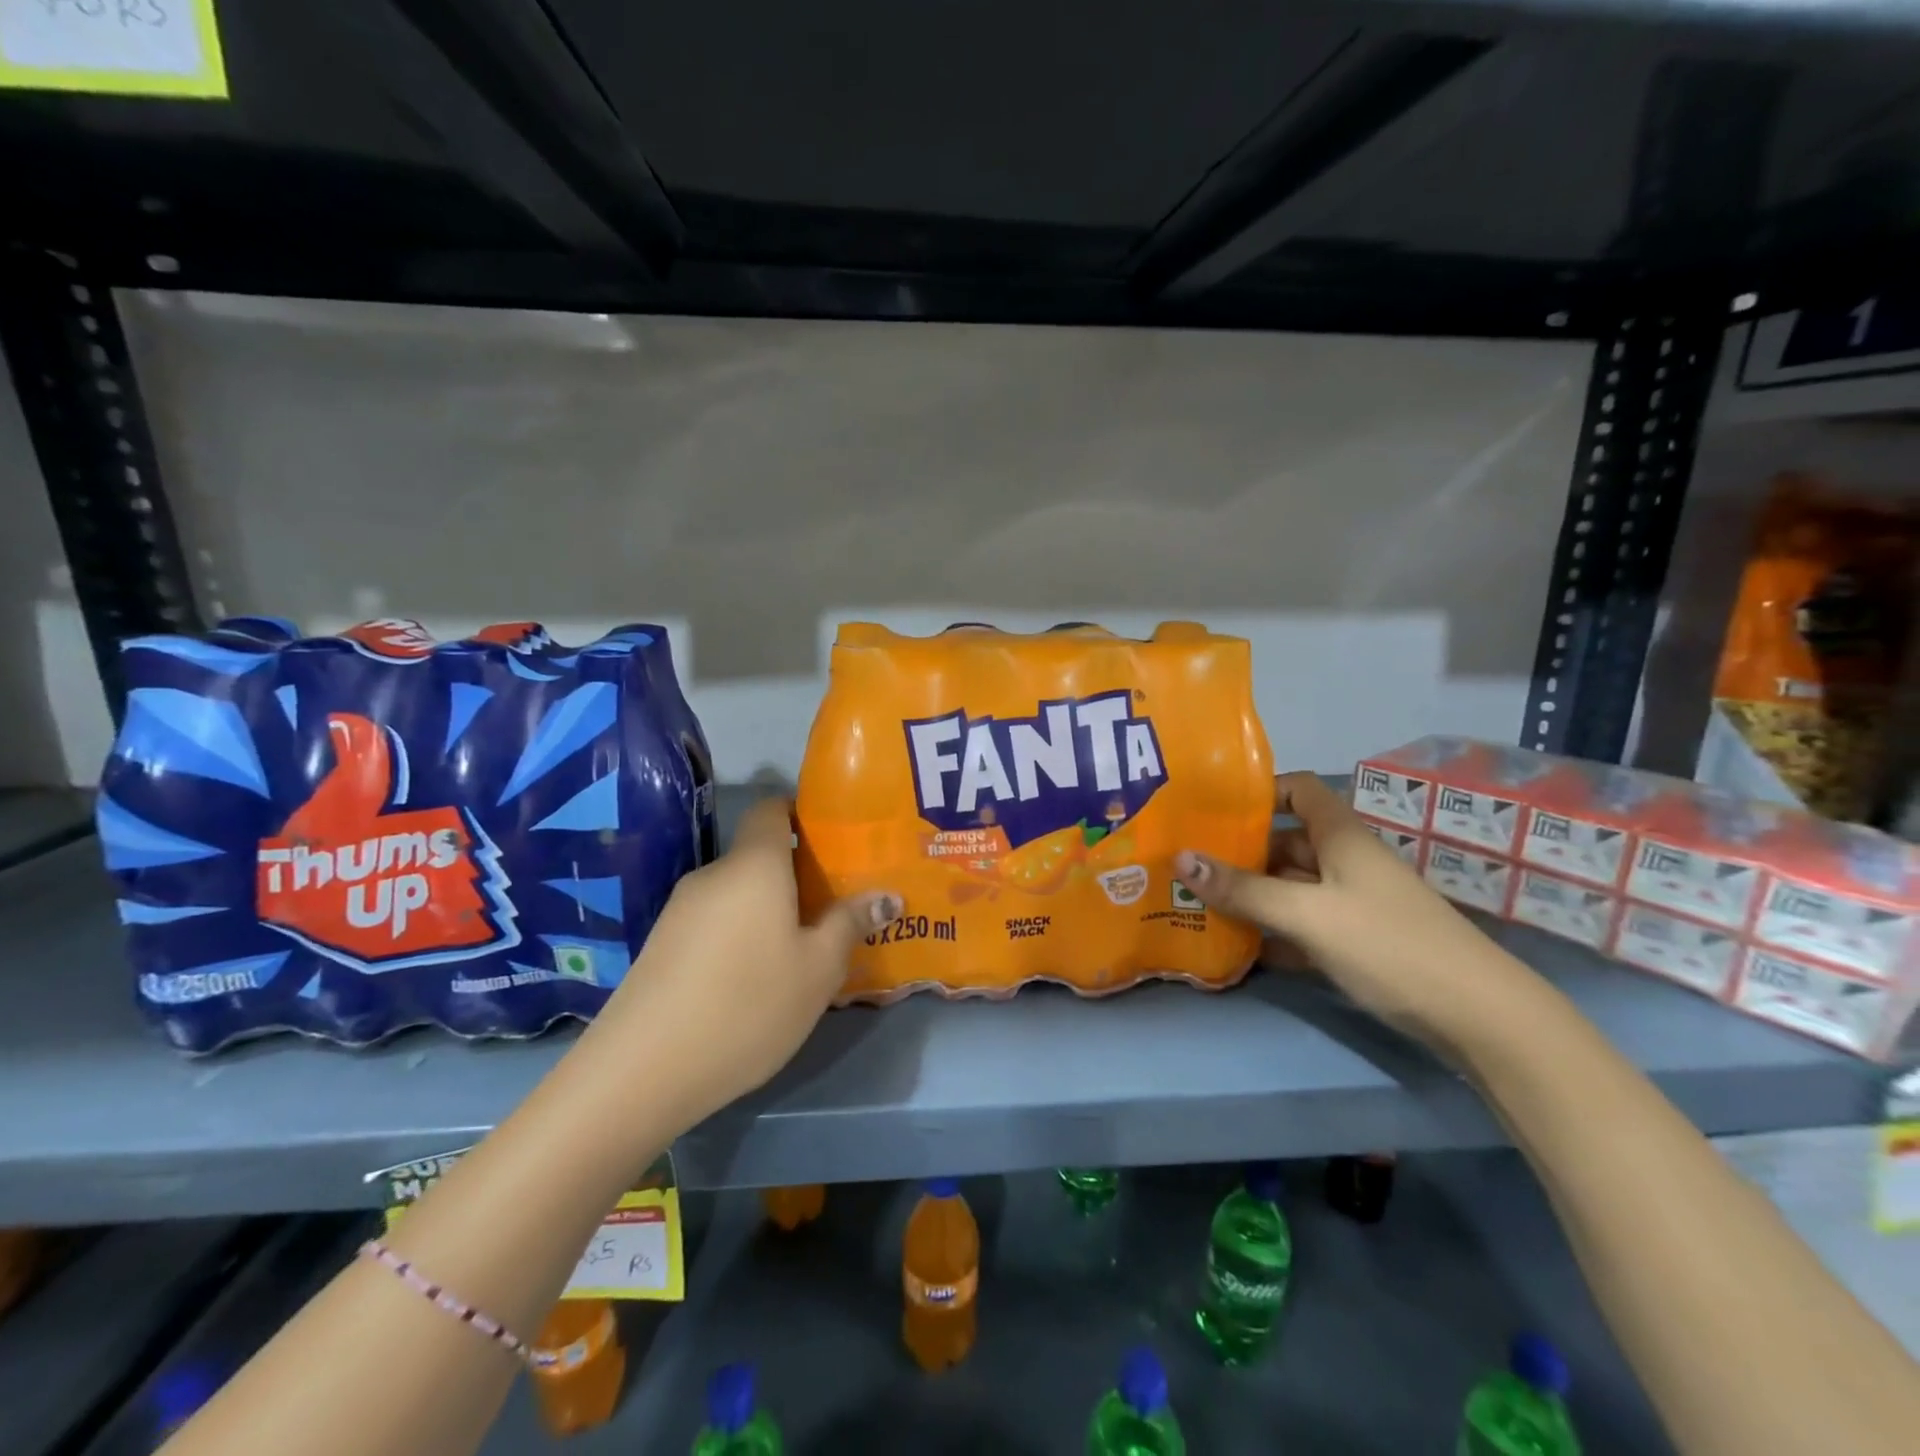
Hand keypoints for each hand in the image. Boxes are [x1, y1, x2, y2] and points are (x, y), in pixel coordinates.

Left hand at [590, 798, 898, 1126]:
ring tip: (799, 952)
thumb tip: (887, 895)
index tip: (833, 843)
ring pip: (737, 895)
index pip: (771, 809)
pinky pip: (714, 922)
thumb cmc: (749, 1004)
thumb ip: (851, 924)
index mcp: (754, 866)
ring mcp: (680, 910)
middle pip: (759, 857)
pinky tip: (753, 981)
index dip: (801, 815)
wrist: (642, 1070)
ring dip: (768, 911)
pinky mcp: (661, 945)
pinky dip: (739, 936)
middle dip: (796, 876)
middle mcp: (713, 875)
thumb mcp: (818, 969)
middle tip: (833, 910)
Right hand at [1174, 772, 1522, 1045]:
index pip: (1297, 790)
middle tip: (1185, 861)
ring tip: (1195, 901)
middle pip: (1284, 842)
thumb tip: (1180, 858)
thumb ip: (1244, 889)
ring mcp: (1351, 903)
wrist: (1478, 1018)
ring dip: (1249, 894)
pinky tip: (1235, 946)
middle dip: (1238, 850)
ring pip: (1289, 886)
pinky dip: (1271, 931)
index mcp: (1340, 836)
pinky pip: (1300, 925)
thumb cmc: (1390, 945)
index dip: (1257, 791)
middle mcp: (1344, 861)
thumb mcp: (1308, 914)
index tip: (1210, 806)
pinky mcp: (1355, 941)